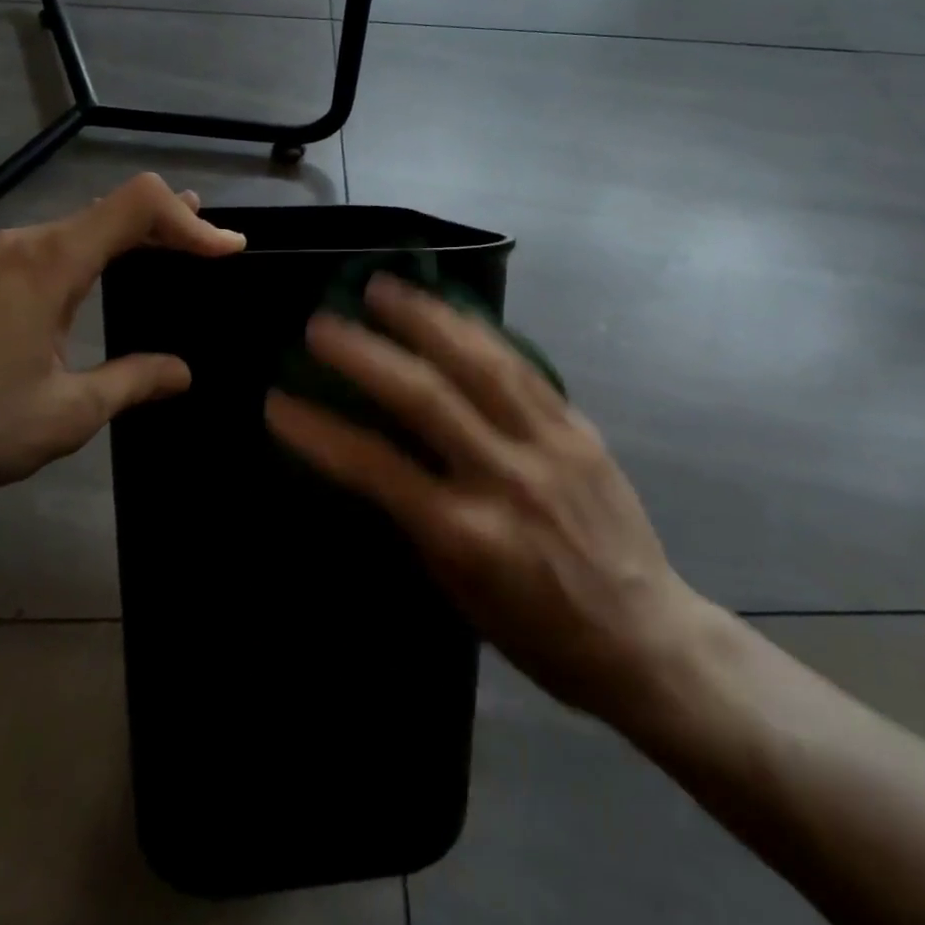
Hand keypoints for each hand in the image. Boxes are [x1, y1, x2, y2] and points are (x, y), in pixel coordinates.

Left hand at [0, 173, 243, 505]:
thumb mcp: (69, 411)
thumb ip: (133, 382)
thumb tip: (183, 372)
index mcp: (52, 262)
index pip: (137, 206)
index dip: (190, 220)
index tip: (228, 249)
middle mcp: (26, 244)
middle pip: (111, 208)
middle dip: (168, 221)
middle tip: (212, 240)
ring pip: (80, 225)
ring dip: (130, 234)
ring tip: (171, 245)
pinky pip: (54, 246)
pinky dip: (96, 250)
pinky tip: (102, 274)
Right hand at [266, 274, 698, 728]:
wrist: (646, 639)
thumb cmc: (540, 633)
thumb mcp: (459, 593)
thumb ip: (416, 521)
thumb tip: (372, 463)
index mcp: (466, 535)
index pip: (376, 468)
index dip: (320, 431)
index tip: (278, 401)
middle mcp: (505, 478)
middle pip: (425, 397)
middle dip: (365, 353)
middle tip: (321, 323)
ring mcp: (548, 445)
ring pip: (478, 363)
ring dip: (424, 317)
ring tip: (383, 285)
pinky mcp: (579, 426)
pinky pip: (522, 366)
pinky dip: (479, 330)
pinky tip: (451, 307)